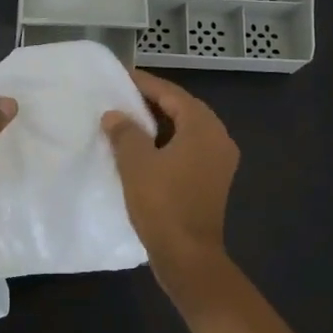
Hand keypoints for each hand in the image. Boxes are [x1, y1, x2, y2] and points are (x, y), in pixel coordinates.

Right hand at [102, 69, 238, 281]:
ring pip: (185, 131)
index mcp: (204, 127)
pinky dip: (166, 143)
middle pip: (182, 109)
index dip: (145, 83)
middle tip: (121, 96)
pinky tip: (142, 149)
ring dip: (158, 124)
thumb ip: (125, 132)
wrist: (188, 256)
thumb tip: (114, 115)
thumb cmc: (162, 204)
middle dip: (152, 102)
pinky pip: (188, 150)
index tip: (121, 76)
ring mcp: (218, 161)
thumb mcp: (136, 163)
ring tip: (127, 120)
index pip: (172, 94)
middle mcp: (218, 138)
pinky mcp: (212, 180)